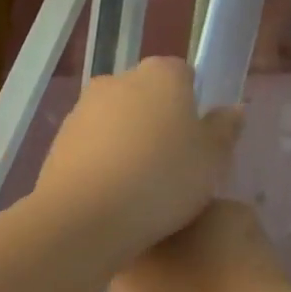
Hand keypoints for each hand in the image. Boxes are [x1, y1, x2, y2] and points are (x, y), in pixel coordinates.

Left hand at [33, 58, 241, 261]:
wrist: (85, 217)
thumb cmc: (162, 181)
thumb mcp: (212, 160)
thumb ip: (224, 130)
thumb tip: (232, 110)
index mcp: (161, 74)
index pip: (184, 76)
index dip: (194, 108)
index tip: (198, 144)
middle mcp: (117, 80)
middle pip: (147, 98)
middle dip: (158, 125)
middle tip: (172, 169)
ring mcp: (82, 109)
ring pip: (116, 123)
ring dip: (128, 145)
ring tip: (140, 189)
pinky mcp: (59, 141)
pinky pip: (92, 148)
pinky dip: (102, 164)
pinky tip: (111, 197)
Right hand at [110, 200, 290, 291]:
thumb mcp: (127, 277)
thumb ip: (114, 263)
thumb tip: (121, 261)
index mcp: (191, 201)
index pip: (147, 226)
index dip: (128, 263)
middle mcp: (223, 219)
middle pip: (170, 263)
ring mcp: (248, 254)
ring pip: (193, 287)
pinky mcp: (264, 288)